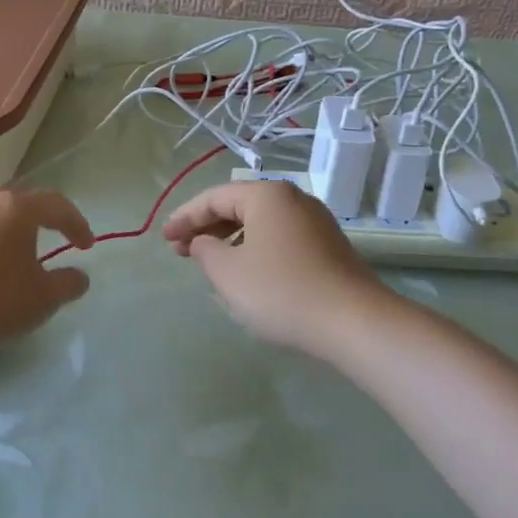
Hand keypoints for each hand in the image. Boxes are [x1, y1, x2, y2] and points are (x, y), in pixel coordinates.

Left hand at [0, 188, 94, 340]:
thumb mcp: (43, 297)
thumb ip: (67, 283)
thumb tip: (80, 276)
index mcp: (17, 207)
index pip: (57, 205)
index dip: (76, 223)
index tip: (86, 246)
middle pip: (19, 200)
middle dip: (38, 217)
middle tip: (49, 237)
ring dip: (2, 222)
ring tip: (7, 243)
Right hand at [162, 180, 390, 356]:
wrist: (354, 322)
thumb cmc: (281, 291)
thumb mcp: (228, 273)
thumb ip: (205, 251)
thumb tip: (203, 242)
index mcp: (266, 195)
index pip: (214, 197)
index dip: (185, 217)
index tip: (164, 238)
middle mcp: (293, 199)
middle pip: (239, 206)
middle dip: (206, 227)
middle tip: (181, 249)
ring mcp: (315, 222)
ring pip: (260, 223)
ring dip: (230, 239)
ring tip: (209, 262)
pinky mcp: (328, 247)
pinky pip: (279, 238)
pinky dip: (254, 248)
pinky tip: (246, 271)